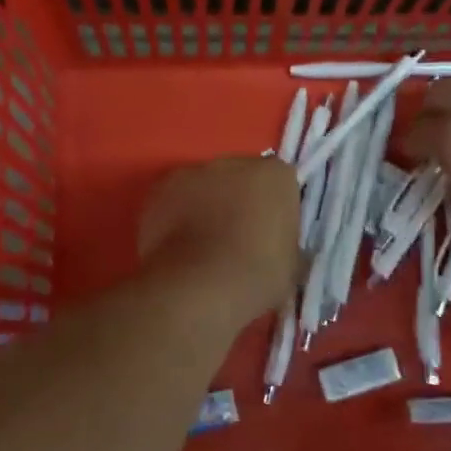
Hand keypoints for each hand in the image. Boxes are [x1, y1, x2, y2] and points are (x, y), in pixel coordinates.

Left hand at [138, 156, 300, 316]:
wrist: (198, 287)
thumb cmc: (256, 276)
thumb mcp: (291, 266)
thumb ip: (287, 246)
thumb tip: (280, 251)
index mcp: (274, 176)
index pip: (280, 183)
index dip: (275, 209)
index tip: (271, 235)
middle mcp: (233, 163)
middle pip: (240, 177)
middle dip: (239, 200)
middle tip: (238, 239)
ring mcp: (191, 173)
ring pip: (204, 186)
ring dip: (205, 205)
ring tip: (203, 246)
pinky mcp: (158, 190)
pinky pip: (174, 200)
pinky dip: (176, 217)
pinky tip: (178, 248)